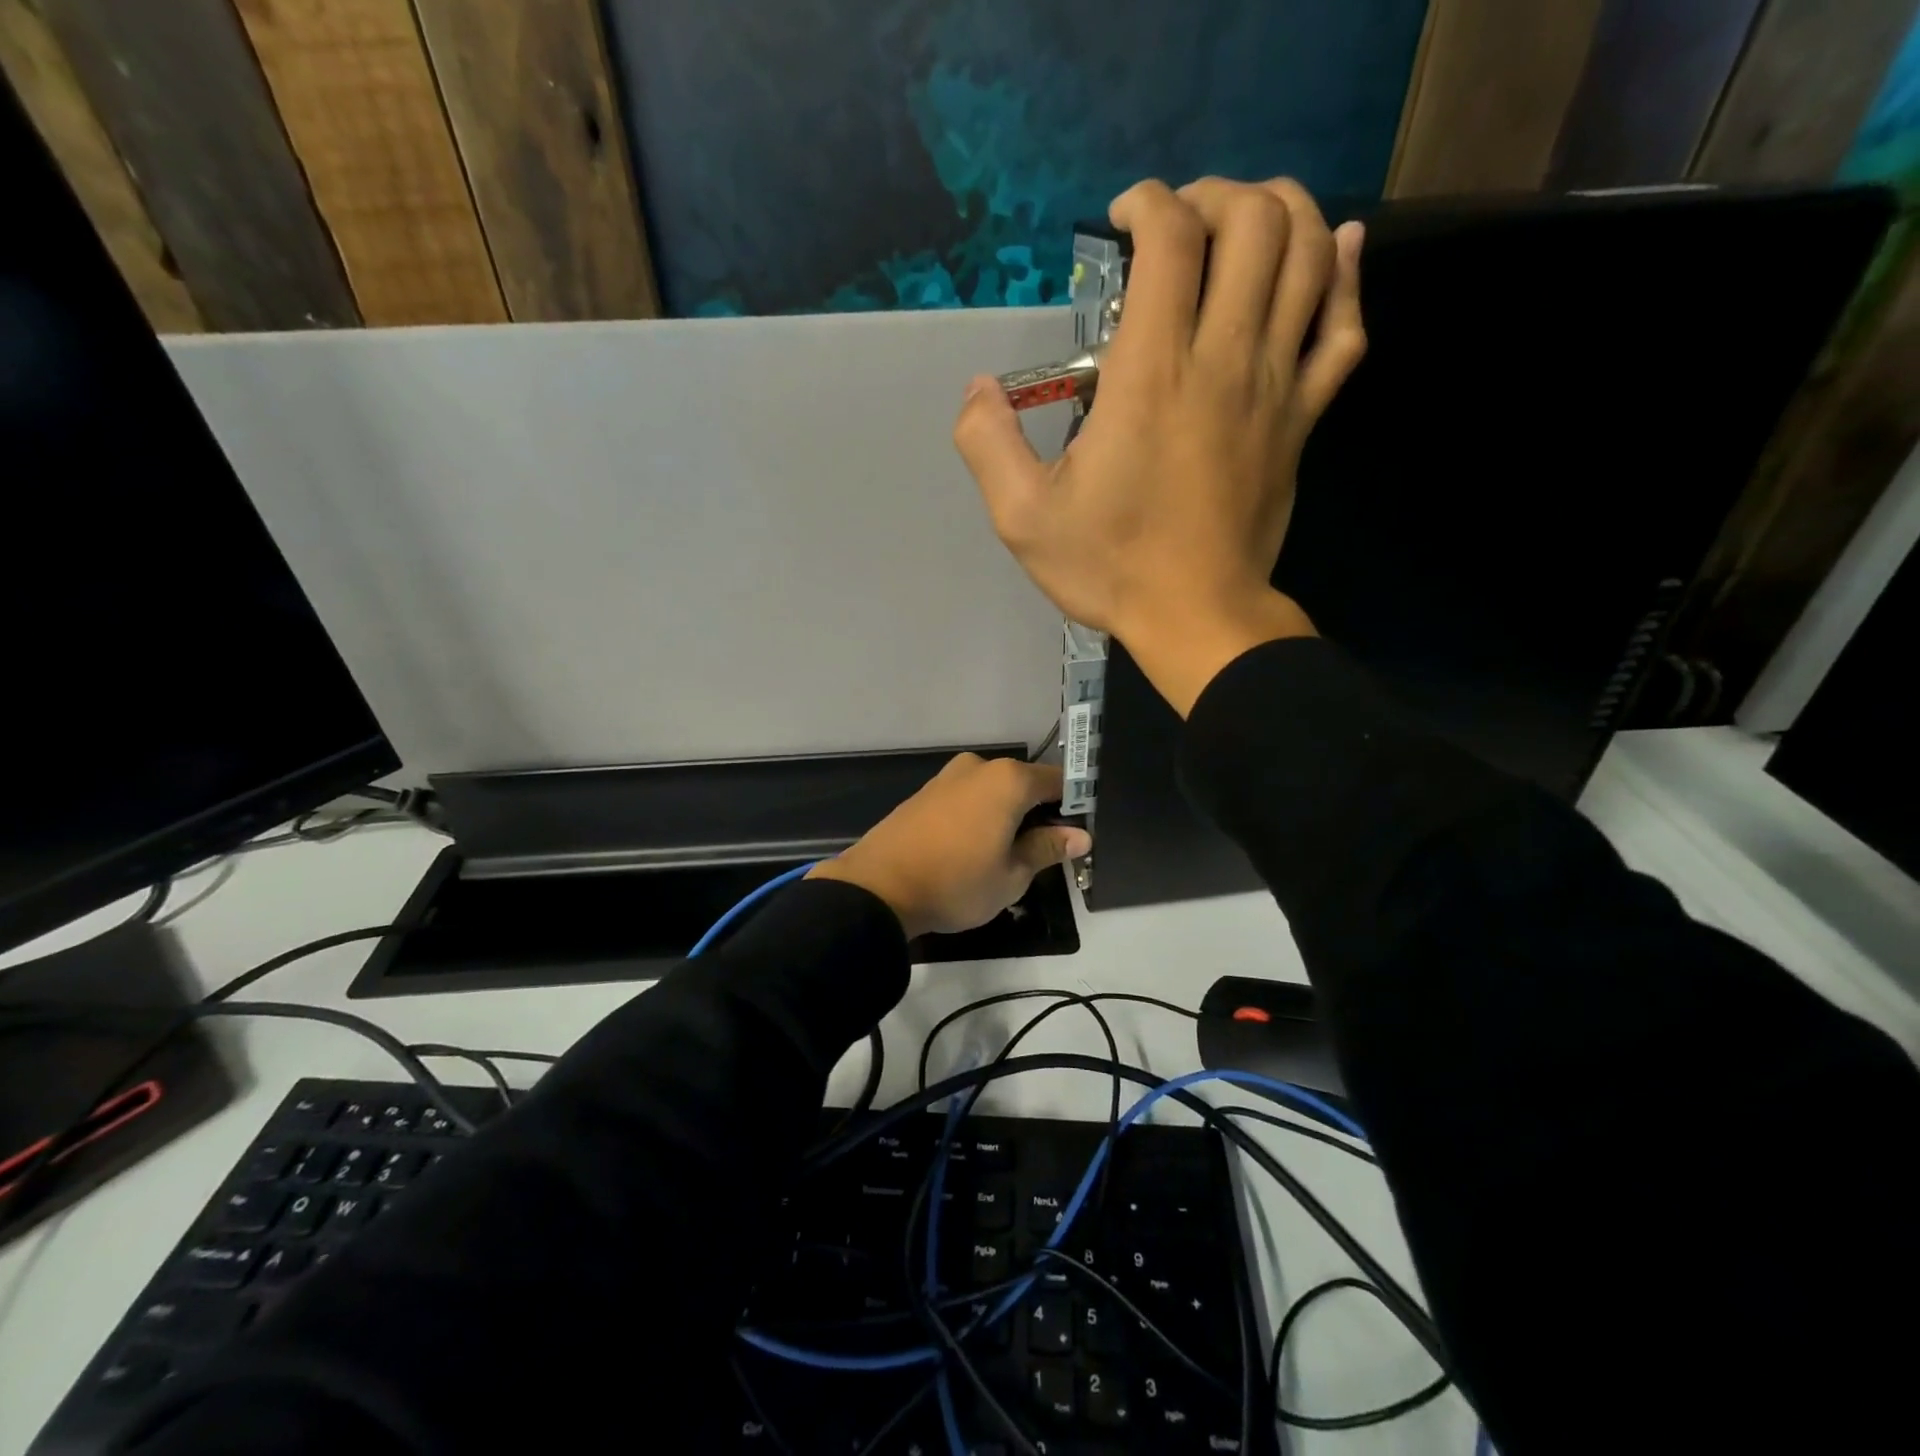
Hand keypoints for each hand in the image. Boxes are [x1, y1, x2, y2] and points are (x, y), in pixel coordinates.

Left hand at [807, 755, 1090, 939]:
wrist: (878, 887)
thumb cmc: (956, 882)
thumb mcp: (1012, 875)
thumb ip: (1047, 848)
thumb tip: (1080, 835)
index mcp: (1008, 780)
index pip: (1058, 782)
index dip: (1074, 807)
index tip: (1077, 835)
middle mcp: (979, 767)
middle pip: (1024, 784)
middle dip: (1038, 812)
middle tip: (1043, 853)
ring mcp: (948, 777)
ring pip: (994, 791)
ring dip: (1007, 815)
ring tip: (1006, 855)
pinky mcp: (925, 792)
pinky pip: (968, 797)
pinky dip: (980, 815)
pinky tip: (974, 848)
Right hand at [954, 177, 1366, 714]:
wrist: (1197, 617)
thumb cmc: (1111, 567)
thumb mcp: (1024, 518)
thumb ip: (988, 444)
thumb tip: (977, 391)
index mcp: (1150, 375)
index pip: (1171, 239)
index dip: (1148, 203)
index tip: (1123, 219)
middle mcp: (1222, 359)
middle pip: (1252, 223)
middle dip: (1216, 196)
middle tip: (1182, 223)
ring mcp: (1274, 386)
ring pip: (1306, 258)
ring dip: (1281, 212)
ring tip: (1244, 221)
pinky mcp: (1302, 419)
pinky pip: (1344, 329)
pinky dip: (1345, 276)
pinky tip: (1335, 250)